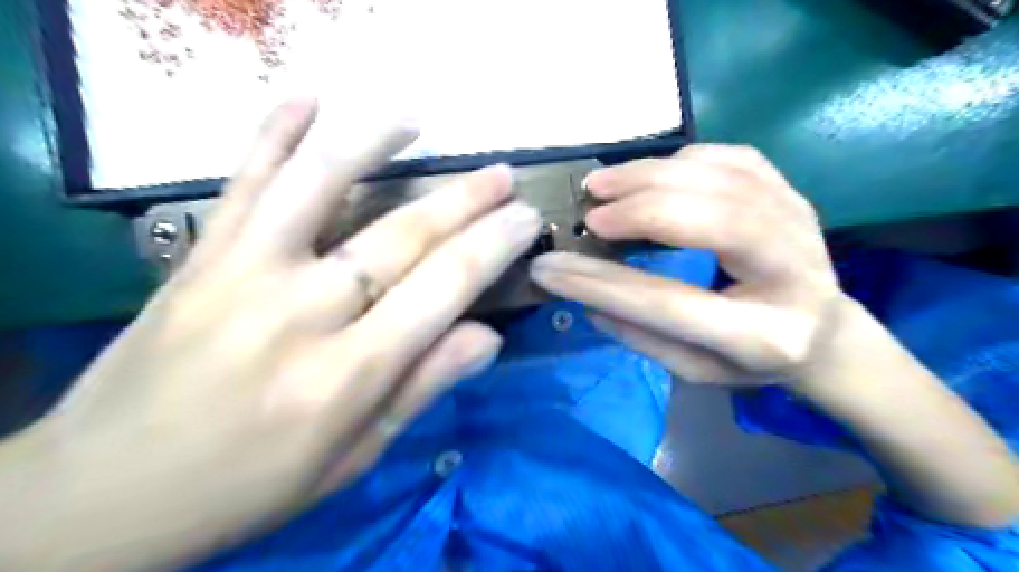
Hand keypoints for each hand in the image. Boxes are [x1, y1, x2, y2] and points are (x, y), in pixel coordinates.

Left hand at [0, 100, 539, 569]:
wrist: (107, 492)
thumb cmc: (252, 484)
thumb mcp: (355, 456)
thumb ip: (422, 387)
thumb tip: (489, 336)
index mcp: (348, 376)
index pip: (444, 288)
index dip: (494, 246)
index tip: (527, 218)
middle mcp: (301, 314)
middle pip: (402, 236)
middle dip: (466, 201)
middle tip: (503, 177)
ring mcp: (242, 273)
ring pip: (320, 186)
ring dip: (374, 142)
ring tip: (414, 118)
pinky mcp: (198, 256)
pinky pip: (242, 181)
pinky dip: (272, 133)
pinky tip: (305, 99)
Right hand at [530, 142, 1018, 525]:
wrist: (822, 332)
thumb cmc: (750, 360)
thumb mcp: (694, 371)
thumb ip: (640, 335)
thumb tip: (584, 294)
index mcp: (763, 336)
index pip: (666, 303)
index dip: (601, 284)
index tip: (550, 269)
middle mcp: (793, 274)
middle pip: (712, 223)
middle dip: (640, 212)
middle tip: (590, 212)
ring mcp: (801, 223)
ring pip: (723, 180)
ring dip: (653, 174)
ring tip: (603, 184)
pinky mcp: (793, 194)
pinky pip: (735, 158)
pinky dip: (684, 159)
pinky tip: (652, 173)